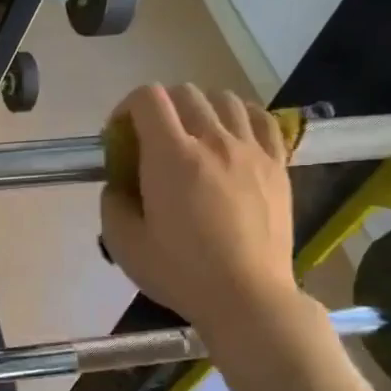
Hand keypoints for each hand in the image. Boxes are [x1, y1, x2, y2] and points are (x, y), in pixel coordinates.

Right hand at [99, 83, 298, 340]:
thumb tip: (118, 185)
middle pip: (185, 93)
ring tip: (193, 136)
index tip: (120, 136)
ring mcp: (251, 150)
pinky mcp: (278, 164)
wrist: (247, 297)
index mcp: (171, 157)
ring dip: (200, 108)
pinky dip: (240, 117)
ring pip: (224, 99)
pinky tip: (231, 136)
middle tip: (151, 140)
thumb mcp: (123, 244)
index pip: (148, 98)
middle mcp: (213, 141)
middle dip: (160, 108)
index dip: (126, 107)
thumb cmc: (181, 272)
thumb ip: (112, 203)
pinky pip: (261, 119)